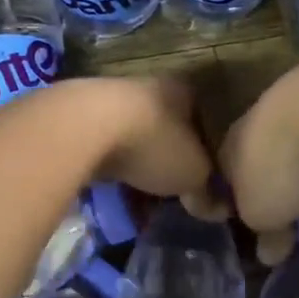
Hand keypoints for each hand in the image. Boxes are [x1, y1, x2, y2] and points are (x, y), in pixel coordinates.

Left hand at [82, 75, 217, 207]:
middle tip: (175, 190)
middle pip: (167, 127)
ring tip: (141, 196)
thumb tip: (218, 210)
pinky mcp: (81, 116)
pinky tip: (110, 189)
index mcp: (184, 91)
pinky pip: (105, 146)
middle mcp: (150, 87)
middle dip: (170, 158)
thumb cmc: (153, 143)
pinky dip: (111, 165)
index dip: (209, 146)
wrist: (84, 128)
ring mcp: (112, 99)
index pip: (203, 116)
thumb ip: (206, 191)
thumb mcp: (192, 175)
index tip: (208, 174)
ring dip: (138, 162)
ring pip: (134, 136)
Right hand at [217, 63, 298, 271]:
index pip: (232, 175)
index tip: (249, 235)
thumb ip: (263, 234)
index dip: (239, 206)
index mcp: (238, 143)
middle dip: (287, 210)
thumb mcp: (259, 213)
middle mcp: (275, 130)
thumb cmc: (274, 164)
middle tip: (293, 248)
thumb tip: (268, 255)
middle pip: (279, 175)